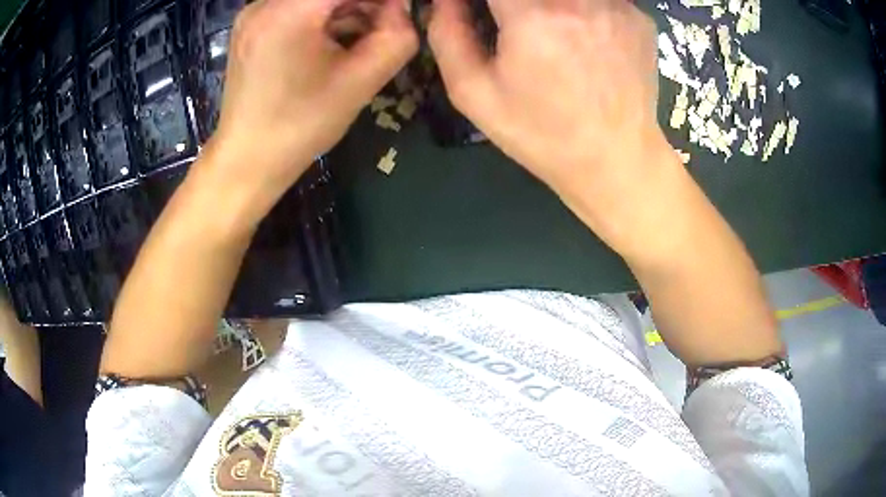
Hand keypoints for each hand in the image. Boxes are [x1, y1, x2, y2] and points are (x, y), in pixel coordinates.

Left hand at [207, 0, 417, 218]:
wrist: (248, 159)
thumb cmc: (301, 126)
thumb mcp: (361, 82)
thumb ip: (396, 35)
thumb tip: (402, 7)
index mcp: (289, 12)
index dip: (381, 0)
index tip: (398, 13)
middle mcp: (264, 3)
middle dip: (365, 3)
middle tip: (385, 25)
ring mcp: (253, 12)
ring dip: (347, 6)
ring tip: (361, 36)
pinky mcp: (250, 24)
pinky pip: (297, 4)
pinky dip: (324, 13)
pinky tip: (333, 40)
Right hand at [429, 0, 675, 247]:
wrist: (616, 161)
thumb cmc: (541, 134)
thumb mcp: (474, 94)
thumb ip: (448, 35)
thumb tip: (444, 0)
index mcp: (534, 17)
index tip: (484, 14)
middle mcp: (579, 1)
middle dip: (516, 3)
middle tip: (515, 24)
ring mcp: (616, 5)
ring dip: (550, 6)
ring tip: (552, 35)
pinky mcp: (639, 16)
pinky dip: (583, 8)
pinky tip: (585, 38)